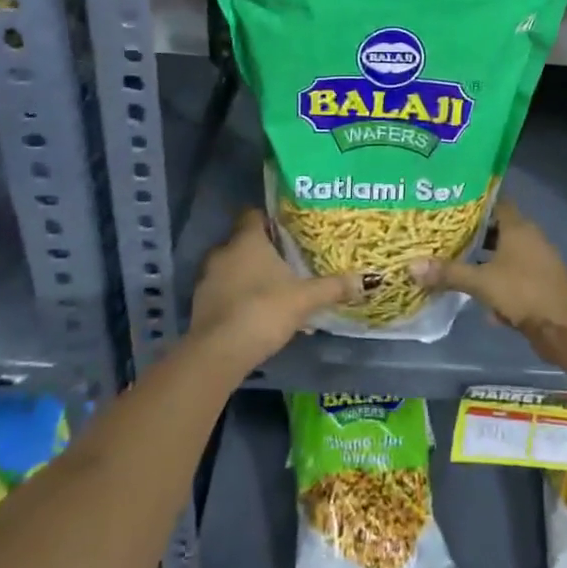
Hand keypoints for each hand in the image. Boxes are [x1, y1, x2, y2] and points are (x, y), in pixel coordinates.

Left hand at [189, 208, 361, 371]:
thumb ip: (334, 287)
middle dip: (262, 251)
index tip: (286, 228)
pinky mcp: (199, 305)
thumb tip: (368, 279)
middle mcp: (223, 252)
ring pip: (230, 268)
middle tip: (286, 261)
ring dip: (247, 276)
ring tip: (272, 289)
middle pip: (242, 242)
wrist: (219, 352)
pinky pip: (222, 292)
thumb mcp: (305, 299)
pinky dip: (236, 297)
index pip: (253, 215)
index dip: (268, 219)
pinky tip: (254, 313)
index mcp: (247, 241)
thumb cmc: (264, 311)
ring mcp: (207, 279)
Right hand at [410, 198, 566, 358]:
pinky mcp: (537, 284)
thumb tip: (411, 266)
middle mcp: (529, 238)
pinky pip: (510, 276)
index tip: (450, 203)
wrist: (563, 327)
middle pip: (497, 229)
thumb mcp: (481, 282)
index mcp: (518, 227)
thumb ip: (448, 273)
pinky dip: (495, 282)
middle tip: (443, 235)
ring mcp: (535, 262)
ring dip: (483, 261)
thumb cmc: (523, 292)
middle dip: (472, 234)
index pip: (495, 202)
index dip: (474, 202)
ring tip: (454, 264)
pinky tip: (477, 297)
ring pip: (503, 254)